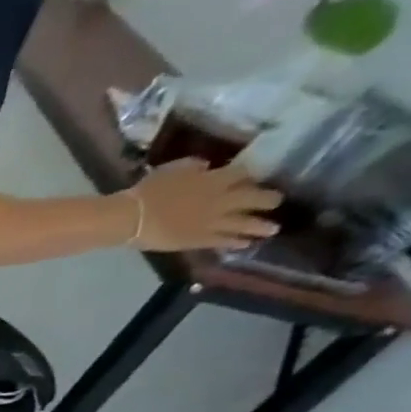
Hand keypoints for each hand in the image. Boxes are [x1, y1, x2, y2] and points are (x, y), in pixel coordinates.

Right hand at [128, 158, 281, 252]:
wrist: (132, 218)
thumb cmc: (148, 191)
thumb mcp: (173, 169)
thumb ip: (194, 167)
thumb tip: (206, 168)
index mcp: (216, 180)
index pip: (244, 173)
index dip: (252, 175)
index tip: (257, 176)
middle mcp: (222, 200)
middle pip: (253, 198)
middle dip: (268, 199)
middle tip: (277, 201)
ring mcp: (212, 223)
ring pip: (244, 223)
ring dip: (260, 226)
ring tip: (273, 230)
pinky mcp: (198, 240)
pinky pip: (222, 241)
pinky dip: (236, 243)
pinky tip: (245, 244)